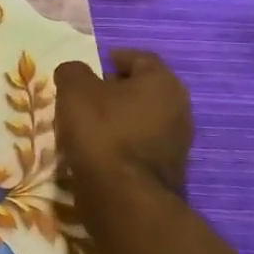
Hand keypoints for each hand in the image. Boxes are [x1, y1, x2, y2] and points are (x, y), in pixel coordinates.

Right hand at [54, 49, 192, 195]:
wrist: (123, 195)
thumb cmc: (101, 130)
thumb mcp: (74, 89)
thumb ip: (73, 71)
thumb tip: (76, 73)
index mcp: (163, 83)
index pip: (139, 58)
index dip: (112, 59)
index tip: (88, 68)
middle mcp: (179, 109)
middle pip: (141, 90)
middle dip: (112, 90)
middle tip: (82, 96)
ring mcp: (177, 142)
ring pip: (140, 119)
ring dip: (115, 119)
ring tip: (84, 126)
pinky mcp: (167, 170)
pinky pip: (139, 145)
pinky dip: (120, 143)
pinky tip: (96, 151)